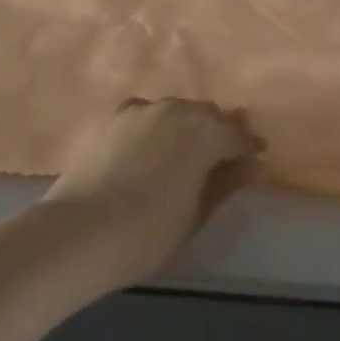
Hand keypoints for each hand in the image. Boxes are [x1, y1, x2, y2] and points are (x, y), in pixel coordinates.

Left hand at [43, 98, 262, 288]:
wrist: (81, 228)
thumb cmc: (148, 231)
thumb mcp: (196, 214)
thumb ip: (226, 184)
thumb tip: (253, 164)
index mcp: (204, 132)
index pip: (236, 136)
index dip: (249, 147)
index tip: (257, 158)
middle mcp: (176, 109)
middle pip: (207, 114)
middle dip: (221, 130)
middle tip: (227, 151)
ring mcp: (143, 109)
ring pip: (177, 109)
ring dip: (189, 124)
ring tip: (190, 146)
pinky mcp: (114, 115)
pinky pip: (147, 113)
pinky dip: (158, 124)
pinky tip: (152, 141)